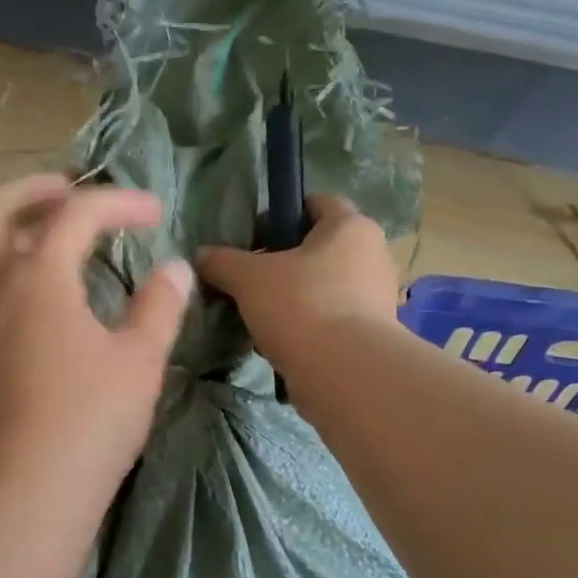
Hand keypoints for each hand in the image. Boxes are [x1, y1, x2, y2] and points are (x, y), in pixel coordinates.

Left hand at [0, 174, 191, 513]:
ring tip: (41, 235)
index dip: (119, 204)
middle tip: (69, 192)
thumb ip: (158, 307)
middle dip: (33, 191)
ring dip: (3, 225)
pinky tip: (25, 296)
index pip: (76, 214)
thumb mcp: (138, 362)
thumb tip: (175, 269)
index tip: (154, 215)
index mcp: (35, 275)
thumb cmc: (88, 423)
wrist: (20, 494)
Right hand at [197, 194, 399, 375]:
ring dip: (290, 297)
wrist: (346, 374)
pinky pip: (330, 317)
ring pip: (322, 285)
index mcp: (350, 226)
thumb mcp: (248, 279)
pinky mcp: (372, 333)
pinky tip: (278, 342)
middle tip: (248, 281)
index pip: (314, 203)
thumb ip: (222, 262)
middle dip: (281, 262)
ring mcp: (376, 296)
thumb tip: (201, 255)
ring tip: (258, 317)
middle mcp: (372, 254)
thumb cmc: (301, 306)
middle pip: (317, 247)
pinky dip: (305, 325)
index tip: (250, 240)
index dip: (278, 215)